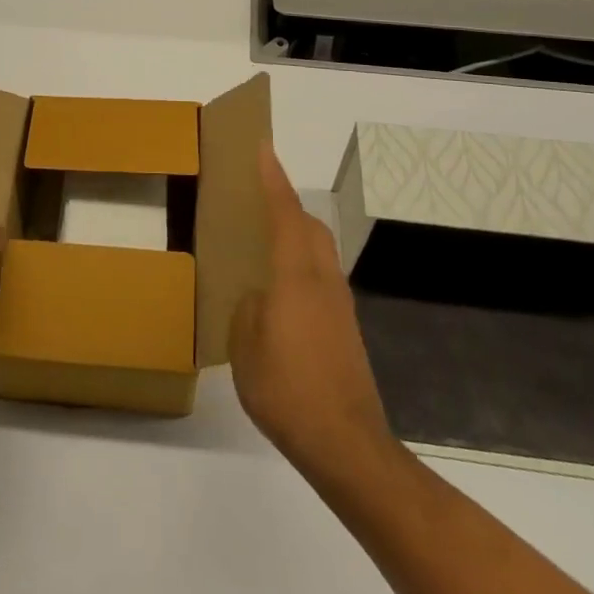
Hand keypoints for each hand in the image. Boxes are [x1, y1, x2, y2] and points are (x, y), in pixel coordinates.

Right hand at [230, 144, 399, 485]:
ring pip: (318, 251)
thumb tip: (259, 298)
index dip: (273, 179)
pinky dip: (301, 266)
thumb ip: (249, 309)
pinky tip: (281, 294)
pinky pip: (320, 278)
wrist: (347, 444)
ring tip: (266, 244)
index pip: (285, 213)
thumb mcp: (246, 346)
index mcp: (296, 275)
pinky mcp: (345, 329)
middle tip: (257, 200)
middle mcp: (323, 280)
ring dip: (296, 235)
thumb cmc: (287, 389)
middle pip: (309, 226)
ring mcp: (339, 305)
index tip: (263, 148)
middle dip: (286, 205)